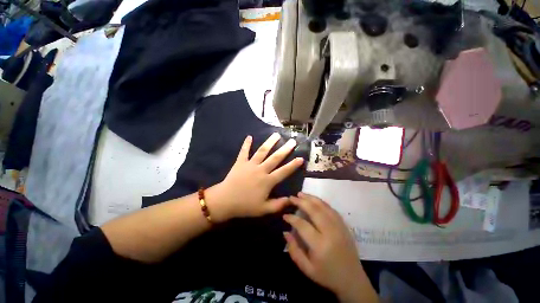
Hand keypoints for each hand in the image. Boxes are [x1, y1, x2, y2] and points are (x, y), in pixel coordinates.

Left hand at [208, 133, 303, 222]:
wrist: (224, 201)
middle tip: (292, 141)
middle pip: (275, 158)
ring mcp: (250, 164)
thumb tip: (292, 200)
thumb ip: (279, 205)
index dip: (293, 165)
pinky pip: (244, 151)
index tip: (301, 158)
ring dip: (270, 142)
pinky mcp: (240, 162)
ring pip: (262, 151)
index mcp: (267, 181)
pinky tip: (249, 136)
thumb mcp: (264, 209)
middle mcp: (261, 170)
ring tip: (276, 134)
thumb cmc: (245, 206)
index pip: (284, 171)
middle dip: (285, 149)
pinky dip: (246, 144)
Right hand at [283, 193, 377, 302]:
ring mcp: (339, 226)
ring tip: (301, 194)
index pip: (302, 225)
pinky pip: (331, 208)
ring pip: (323, 206)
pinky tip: (314, 199)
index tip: (285, 215)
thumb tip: (285, 232)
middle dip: (301, 202)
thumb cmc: (327, 275)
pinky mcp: (344, 224)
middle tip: (291, 197)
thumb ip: (294, 250)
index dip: (292, 218)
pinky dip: (321, 202)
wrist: (352, 279)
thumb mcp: (306, 268)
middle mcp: (330, 232)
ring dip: (311, 198)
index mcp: (320, 245)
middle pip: (314, 210)